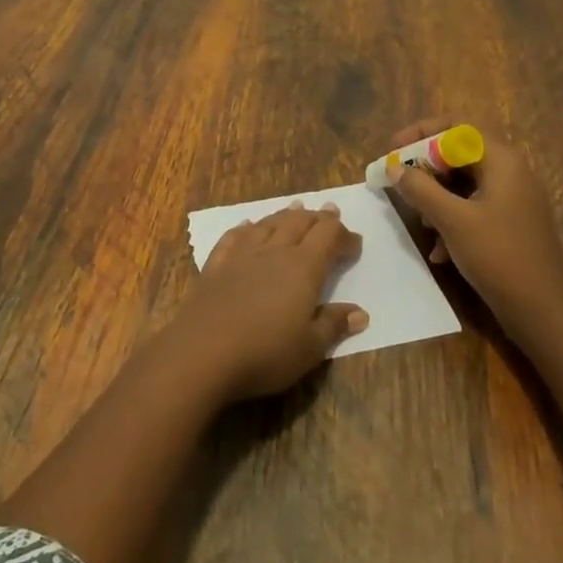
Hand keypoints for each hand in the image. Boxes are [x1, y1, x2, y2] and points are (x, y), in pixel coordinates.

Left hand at [166, 204, 368, 401]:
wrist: (202, 352)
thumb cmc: (264, 353)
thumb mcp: (309, 348)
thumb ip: (334, 325)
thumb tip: (361, 312)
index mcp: (303, 267)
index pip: (328, 236)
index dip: (344, 235)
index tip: (355, 243)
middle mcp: (274, 251)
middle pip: (299, 222)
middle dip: (318, 217)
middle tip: (330, 213)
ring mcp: (242, 254)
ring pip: (269, 223)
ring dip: (286, 215)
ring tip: (296, 208)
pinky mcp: (216, 263)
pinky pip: (235, 236)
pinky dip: (247, 228)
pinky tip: (248, 226)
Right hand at [383, 118, 562, 315]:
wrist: (544, 312)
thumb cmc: (498, 256)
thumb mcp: (452, 220)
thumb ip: (419, 188)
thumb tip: (393, 167)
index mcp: (501, 160)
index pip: (457, 125)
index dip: (421, 132)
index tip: (394, 150)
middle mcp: (511, 171)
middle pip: (459, 153)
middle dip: (426, 169)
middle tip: (400, 185)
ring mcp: (514, 198)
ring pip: (464, 182)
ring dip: (437, 197)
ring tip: (422, 224)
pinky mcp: (512, 223)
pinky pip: (475, 207)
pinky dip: (453, 219)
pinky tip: (440, 251)